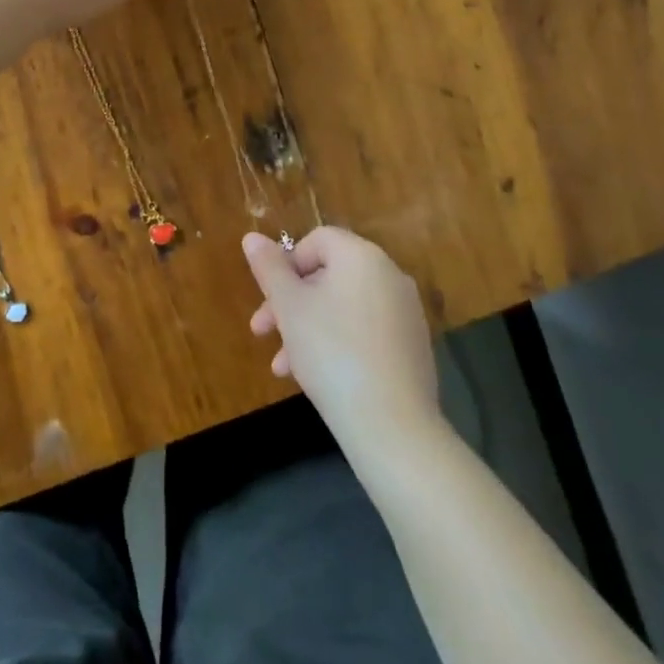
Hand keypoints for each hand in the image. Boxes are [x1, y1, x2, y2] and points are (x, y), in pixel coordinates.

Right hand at [244, 226, 440, 447]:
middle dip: (290, 302)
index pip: (318, 240)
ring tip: (282, 367)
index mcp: (362, 256)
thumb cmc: (331, 352)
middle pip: (329, 275)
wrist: (392, 425)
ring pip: (343, 308)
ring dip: (307, 328)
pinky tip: (316, 377)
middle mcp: (390, 276)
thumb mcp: (289, 307)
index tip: (269, 297)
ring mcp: (405, 313)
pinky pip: (365, 331)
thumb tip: (251, 237)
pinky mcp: (412, 347)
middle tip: (262, 332)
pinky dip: (337, 343)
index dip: (286, 263)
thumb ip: (269, 268)